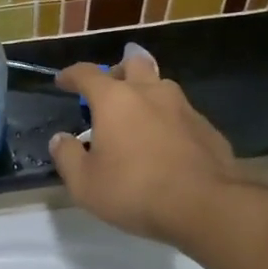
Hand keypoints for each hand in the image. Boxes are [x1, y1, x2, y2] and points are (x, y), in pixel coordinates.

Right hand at [49, 47, 238, 246]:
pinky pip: (182, 114)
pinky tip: (168, 143)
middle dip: (119, 69)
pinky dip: (169, 120)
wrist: (206, 205)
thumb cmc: (135, 190)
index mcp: (115, 99)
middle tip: (110, 88)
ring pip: (162, 86)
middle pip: (134, 62)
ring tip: (139, 116)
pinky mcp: (207, 128)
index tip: (62, 81)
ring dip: (148, 93)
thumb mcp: (85, 183)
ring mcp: (183, 107)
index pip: (86, 73)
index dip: (71, 75)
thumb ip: (67, 157)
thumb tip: (60, 139)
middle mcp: (150, 92)